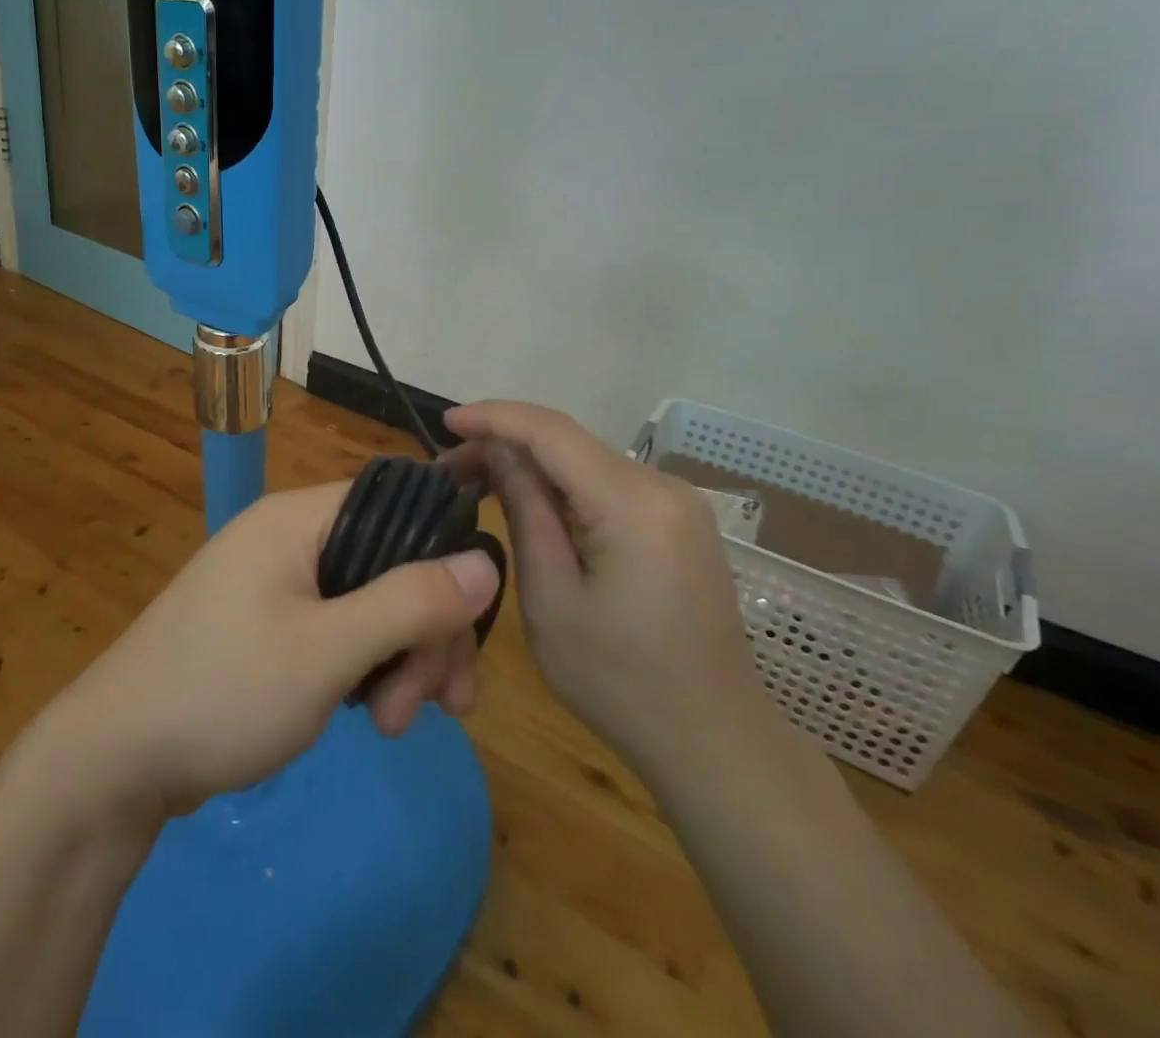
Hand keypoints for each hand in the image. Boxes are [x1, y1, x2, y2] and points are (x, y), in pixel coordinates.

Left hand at [39, 482, 501, 818]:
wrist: (116, 759)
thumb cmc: (224, 690)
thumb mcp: (327, 650)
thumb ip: (409, 602)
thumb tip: (486, 560)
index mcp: (298, 519)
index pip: (397, 509)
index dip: (442, 563)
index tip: (463, 635)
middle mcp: (289, 538)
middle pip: (388, 564)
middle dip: (423, 633)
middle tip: (436, 707)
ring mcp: (276, 582)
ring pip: (368, 603)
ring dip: (398, 659)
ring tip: (394, 726)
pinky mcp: (268, 624)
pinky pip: (338, 628)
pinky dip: (364, 666)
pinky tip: (372, 713)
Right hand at [444, 401, 772, 772]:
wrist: (714, 742)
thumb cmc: (619, 682)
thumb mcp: (550, 597)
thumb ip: (524, 510)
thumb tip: (497, 452)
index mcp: (633, 503)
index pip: (551, 431)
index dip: (493, 417)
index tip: (445, 422)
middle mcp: (663, 486)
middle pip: (569, 441)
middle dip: (505, 443)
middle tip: (449, 471)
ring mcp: (678, 502)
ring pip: (586, 459)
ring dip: (531, 464)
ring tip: (478, 484)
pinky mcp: (679, 521)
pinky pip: (608, 483)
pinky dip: (562, 484)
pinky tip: (530, 503)